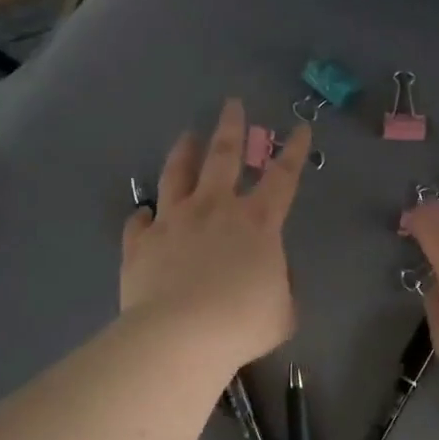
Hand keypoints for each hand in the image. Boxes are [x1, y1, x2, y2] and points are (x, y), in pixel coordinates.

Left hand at [122, 100, 311, 370]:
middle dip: (231, 127)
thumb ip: (281, 287)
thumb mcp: (282, 311)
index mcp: (257, 222)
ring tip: (186, 136)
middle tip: (232, 104)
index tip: (299, 128)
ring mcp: (173, 221)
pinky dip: (143, 216)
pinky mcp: (141, 242)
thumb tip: (270, 277)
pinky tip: (143, 214)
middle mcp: (215, 209)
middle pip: (223, 156)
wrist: (180, 335)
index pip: (282, 177)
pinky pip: (139, 222)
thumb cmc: (242, 322)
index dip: (293, 151)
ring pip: (177, 175)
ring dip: (183, 153)